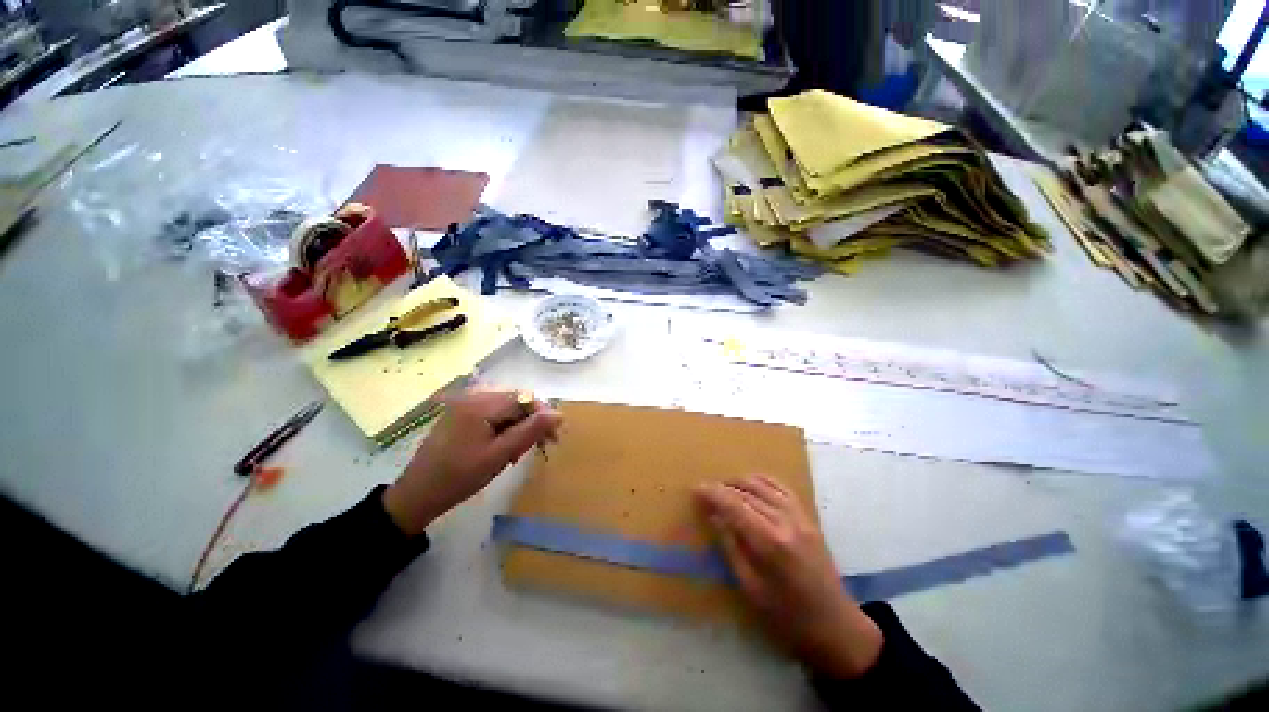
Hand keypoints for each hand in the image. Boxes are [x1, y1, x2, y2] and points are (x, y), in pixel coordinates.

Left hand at [383, 389, 561, 535]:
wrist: (416, 495)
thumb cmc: (459, 477)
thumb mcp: (500, 456)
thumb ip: (530, 431)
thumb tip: (558, 414)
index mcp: (481, 404)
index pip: (525, 398)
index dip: (544, 415)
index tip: (555, 438)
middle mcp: (474, 397)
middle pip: (516, 402)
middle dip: (532, 422)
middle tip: (541, 447)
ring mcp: (466, 405)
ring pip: (507, 409)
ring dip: (520, 427)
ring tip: (520, 451)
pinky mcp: (462, 415)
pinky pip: (493, 415)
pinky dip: (505, 429)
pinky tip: (504, 447)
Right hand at [695, 476, 882, 678]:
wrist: (835, 626)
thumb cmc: (787, 617)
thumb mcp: (751, 588)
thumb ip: (732, 548)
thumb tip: (715, 517)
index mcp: (770, 543)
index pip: (734, 505)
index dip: (713, 494)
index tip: (696, 489)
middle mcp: (785, 522)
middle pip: (747, 492)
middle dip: (723, 488)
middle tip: (706, 492)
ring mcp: (800, 517)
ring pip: (763, 485)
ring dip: (740, 482)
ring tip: (724, 488)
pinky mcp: (808, 517)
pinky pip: (782, 488)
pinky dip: (763, 481)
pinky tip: (752, 484)